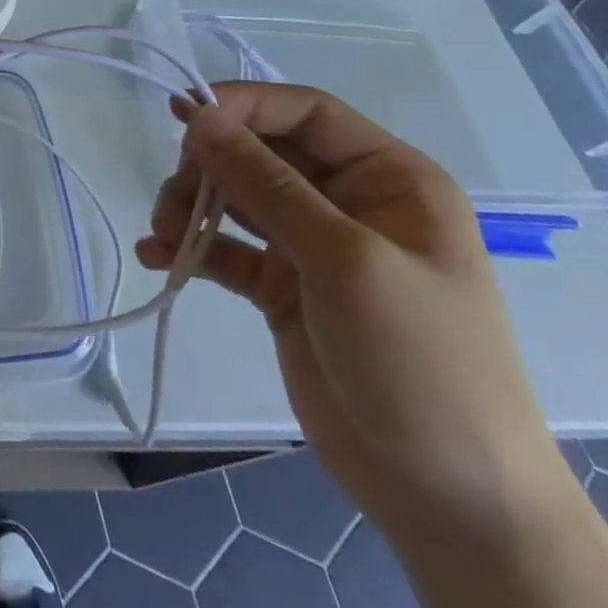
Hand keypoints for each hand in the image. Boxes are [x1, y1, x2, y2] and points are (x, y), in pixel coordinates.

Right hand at [137, 83, 569, 545]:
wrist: (449, 502)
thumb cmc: (421, 363)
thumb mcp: (345, 261)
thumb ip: (266, 183)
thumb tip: (199, 115)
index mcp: (388, 179)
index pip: (306, 112)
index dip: (245, 105)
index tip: (184, 120)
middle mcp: (348, 203)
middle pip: (261, 152)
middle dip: (210, 165)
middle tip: (175, 197)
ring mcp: (313, 247)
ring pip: (236, 197)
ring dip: (191, 206)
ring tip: (163, 235)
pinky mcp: (282, 289)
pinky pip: (227, 249)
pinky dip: (192, 248)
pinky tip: (158, 258)